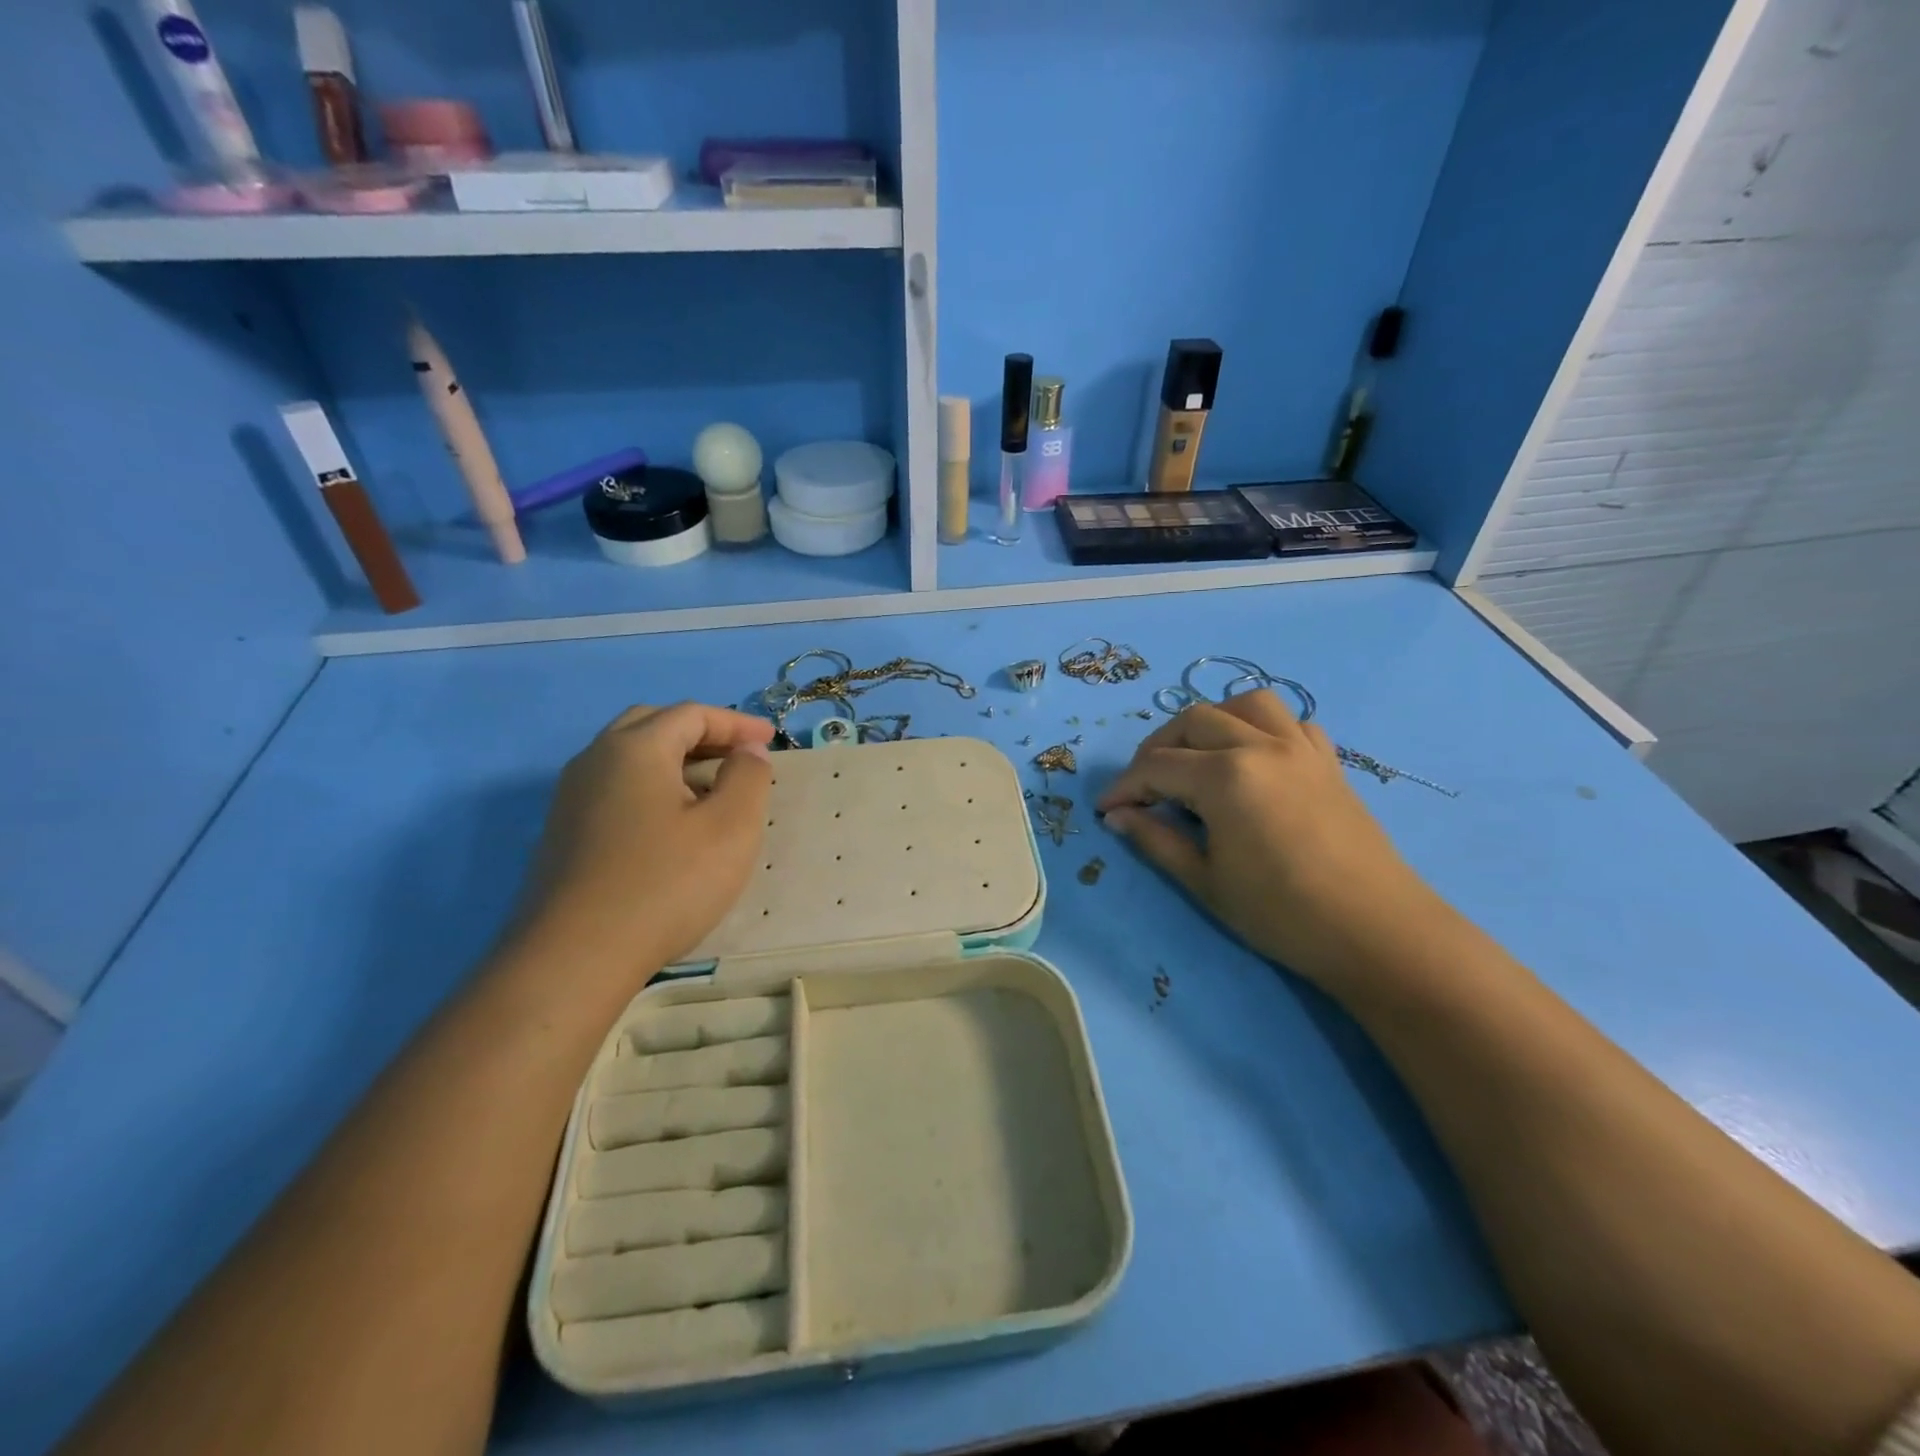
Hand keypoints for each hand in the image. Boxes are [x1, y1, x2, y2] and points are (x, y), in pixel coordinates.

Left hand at [518, 703, 774, 974]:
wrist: (574, 958)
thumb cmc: (665, 884)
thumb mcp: (731, 828)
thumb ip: (748, 777)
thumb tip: (747, 752)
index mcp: (635, 748)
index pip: (691, 714)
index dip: (736, 723)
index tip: (770, 741)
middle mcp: (594, 760)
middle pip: (652, 724)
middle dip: (700, 732)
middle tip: (737, 755)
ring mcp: (571, 798)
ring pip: (628, 757)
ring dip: (674, 759)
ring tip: (710, 787)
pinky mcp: (563, 834)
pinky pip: (614, 788)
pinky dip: (651, 786)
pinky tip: (671, 823)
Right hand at [1097, 690, 1451, 989]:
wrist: (1376, 933)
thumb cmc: (1282, 914)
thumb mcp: (1205, 882)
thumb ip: (1156, 840)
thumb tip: (1118, 816)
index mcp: (1225, 776)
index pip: (1156, 766)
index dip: (1124, 786)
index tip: (1106, 809)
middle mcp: (1261, 746)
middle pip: (1193, 721)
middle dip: (1158, 749)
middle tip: (1145, 787)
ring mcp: (1300, 749)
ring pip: (1246, 703)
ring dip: (1213, 721)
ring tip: (1198, 756)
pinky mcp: (1329, 762)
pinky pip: (1292, 723)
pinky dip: (1264, 729)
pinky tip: (1255, 759)